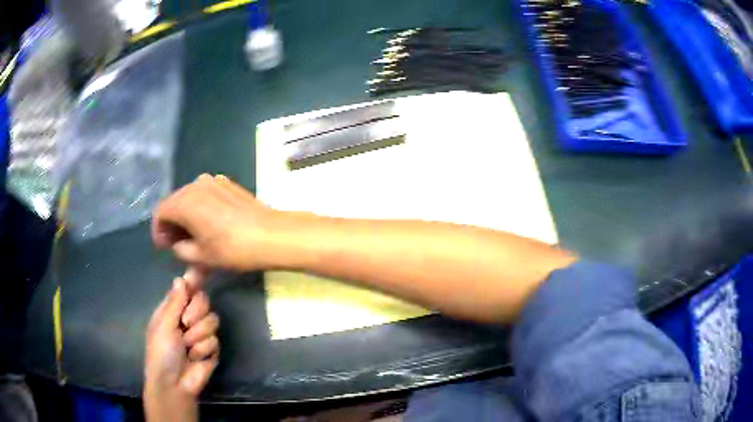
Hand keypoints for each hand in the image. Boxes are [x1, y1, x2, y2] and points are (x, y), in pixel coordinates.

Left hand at [144, 278, 219, 421]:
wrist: (174, 384)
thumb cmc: (161, 352)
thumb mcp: (164, 325)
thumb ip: (175, 302)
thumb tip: (181, 277)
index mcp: (172, 309)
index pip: (186, 289)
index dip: (193, 283)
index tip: (200, 276)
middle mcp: (187, 318)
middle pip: (203, 301)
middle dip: (196, 312)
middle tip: (186, 323)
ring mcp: (200, 333)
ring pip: (212, 320)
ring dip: (198, 335)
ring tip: (188, 348)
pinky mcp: (211, 349)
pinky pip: (215, 340)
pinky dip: (204, 350)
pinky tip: (195, 358)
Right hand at [152, 174, 283, 272]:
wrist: (270, 234)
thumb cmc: (232, 249)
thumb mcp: (201, 256)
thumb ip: (180, 250)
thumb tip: (176, 244)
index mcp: (184, 201)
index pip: (161, 212)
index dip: (159, 231)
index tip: (164, 247)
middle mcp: (195, 185)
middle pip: (174, 202)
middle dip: (171, 223)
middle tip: (177, 244)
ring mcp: (212, 181)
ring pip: (189, 197)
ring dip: (185, 215)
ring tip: (192, 235)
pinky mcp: (226, 183)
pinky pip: (204, 194)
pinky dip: (200, 207)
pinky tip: (209, 223)